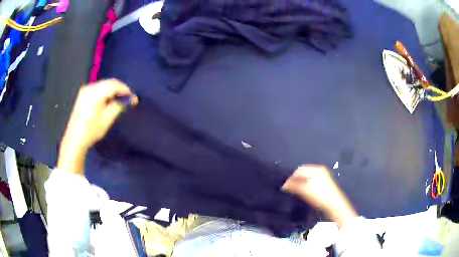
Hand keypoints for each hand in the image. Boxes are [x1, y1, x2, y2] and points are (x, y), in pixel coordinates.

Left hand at [57, 79, 137, 174]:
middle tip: (127, 98)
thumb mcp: (106, 120)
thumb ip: (118, 106)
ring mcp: (85, 90)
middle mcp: (89, 88)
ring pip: (103, 84)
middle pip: (108, 83)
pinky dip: (105, 92)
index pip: (113, 85)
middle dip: (119, 89)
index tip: (133, 97)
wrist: (74, 138)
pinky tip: (108, 100)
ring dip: (112, 90)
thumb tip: (130, 100)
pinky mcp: (83, 94)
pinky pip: (98, 88)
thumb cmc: (91, 131)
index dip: (125, 89)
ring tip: (119, 100)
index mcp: (95, 94)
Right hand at [282, 165, 356, 226]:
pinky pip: (310, 182)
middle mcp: (320, 171)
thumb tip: (284, 185)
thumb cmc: (320, 195)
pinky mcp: (323, 184)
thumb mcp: (305, 189)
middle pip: (303, 173)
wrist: (333, 204)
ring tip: (293, 190)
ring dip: (299, 183)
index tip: (284, 185)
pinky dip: (304, 185)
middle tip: (288, 188)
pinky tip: (302, 192)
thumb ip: (294, 185)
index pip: (299, 170)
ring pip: (306, 178)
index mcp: (317, 169)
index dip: (291, 177)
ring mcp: (322, 177)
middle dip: (295, 180)